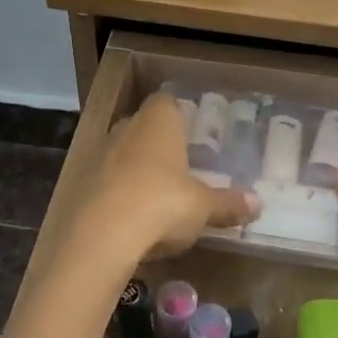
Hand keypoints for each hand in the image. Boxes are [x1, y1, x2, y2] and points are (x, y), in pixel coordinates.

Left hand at [74, 95, 258, 262]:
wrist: (101, 235)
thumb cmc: (163, 204)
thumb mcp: (203, 207)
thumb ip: (228, 204)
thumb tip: (258, 204)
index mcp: (158, 122)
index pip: (166, 102)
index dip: (178, 114)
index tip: (191, 133)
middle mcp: (125, 128)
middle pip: (142, 126)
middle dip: (157, 144)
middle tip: (178, 166)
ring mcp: (98, 155)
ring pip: (120, 154)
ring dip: (134, 170)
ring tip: (156, 196)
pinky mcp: (79, 184)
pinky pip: (104, 182)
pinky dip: (116, 194)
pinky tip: (130, 218)